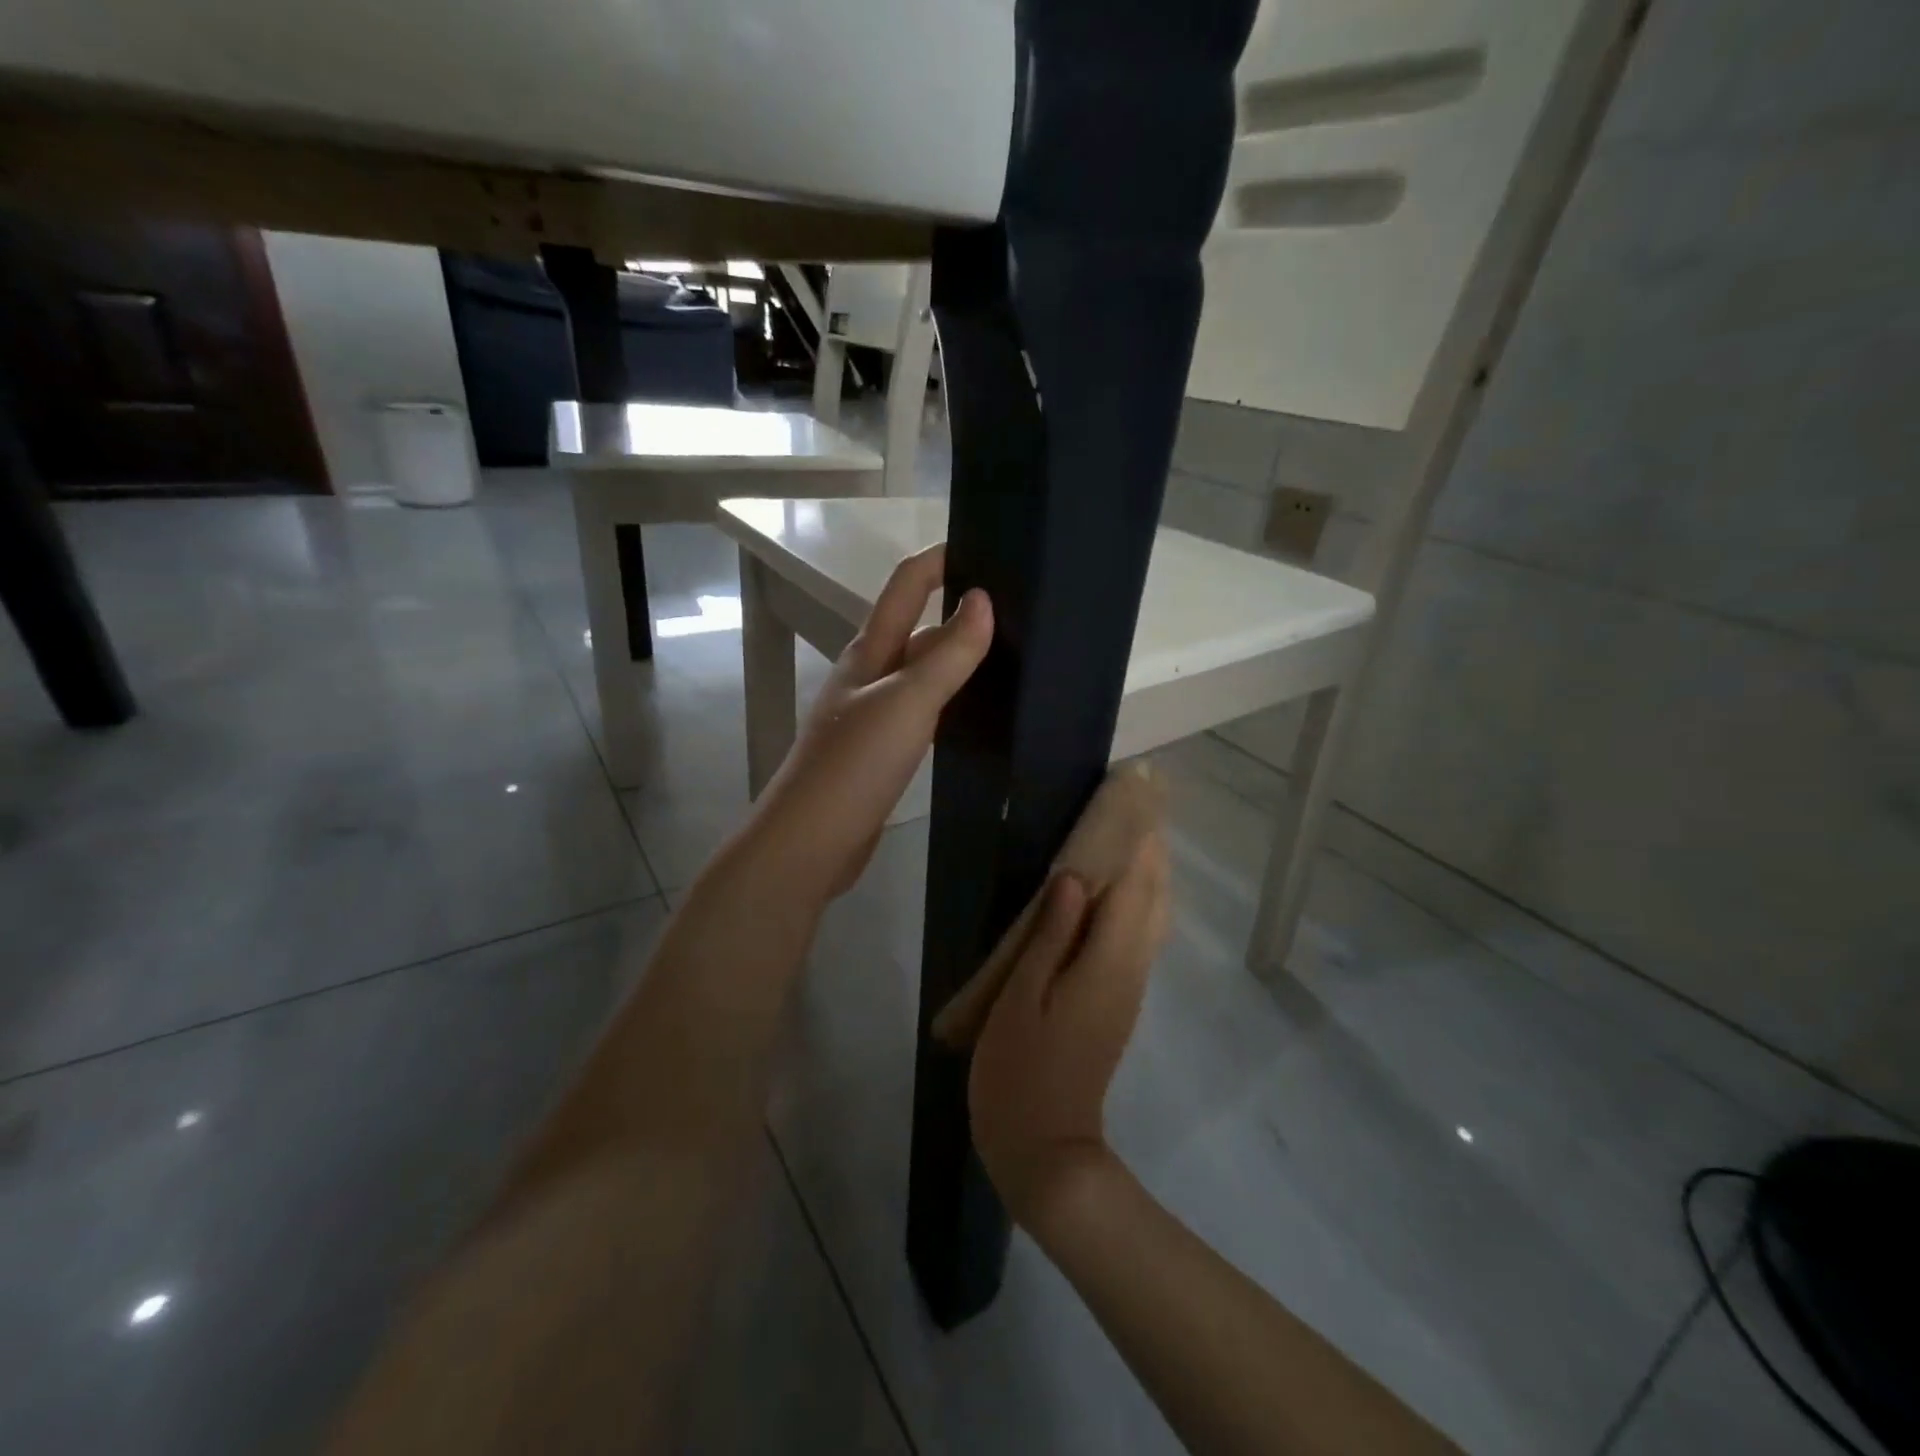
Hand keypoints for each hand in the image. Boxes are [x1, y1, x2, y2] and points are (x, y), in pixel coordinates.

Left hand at [747, 544, 991, 903]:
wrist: (810, 842)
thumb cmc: (854, 764)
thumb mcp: (907, 702)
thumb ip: (948, 654)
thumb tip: (983, 598)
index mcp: (870, 652)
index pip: (906, 585)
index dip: (940, 558)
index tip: (987, 544)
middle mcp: (870, 674)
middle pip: (918, 628)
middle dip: (960, 611)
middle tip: (1020, 609)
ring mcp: (874, 714)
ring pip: (923, 672)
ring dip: (958, 658)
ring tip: (1012, 654)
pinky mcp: (882, 751)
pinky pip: (924, 710)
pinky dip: (951, 701)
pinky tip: (978, 712)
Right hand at [968, 833, 1171, 1224]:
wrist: (1045, 1149)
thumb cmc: (1020, 1071)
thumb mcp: (1022, 998)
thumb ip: (1051, 935)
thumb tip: (1075, 878)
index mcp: (1107, 963)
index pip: (1133, 887)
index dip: (1137, 840)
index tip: (1136, 795)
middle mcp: (1130, 969)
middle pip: (1153, 898)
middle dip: (1150, 849)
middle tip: (1138, 803)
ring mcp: (1128, 988)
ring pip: (1152, 917)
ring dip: (1147, 873)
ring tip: (1130, 833)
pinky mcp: (1118, 1000)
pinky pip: (1138, 937)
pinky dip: (1137, 902)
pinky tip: (1115, 891)